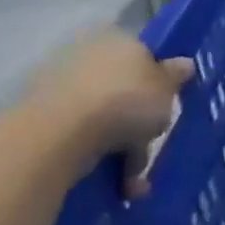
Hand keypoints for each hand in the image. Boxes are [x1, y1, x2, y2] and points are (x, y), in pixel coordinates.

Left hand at [27, 31, 193, 194]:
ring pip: (104, 117)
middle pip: (125, 89)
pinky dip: (98, 157)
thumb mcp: (167, 89)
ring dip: (122, 147)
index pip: (146, 56)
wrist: (58, 136)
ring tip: (134, 181)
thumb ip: (176, 76)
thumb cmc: (126, 101)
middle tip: (153, 144)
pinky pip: (81, 138)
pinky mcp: (40, 120)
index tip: (169, 106)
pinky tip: (114, 183)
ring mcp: (61, 88)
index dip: (161, 81)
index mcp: (121, 40)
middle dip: (140, 122)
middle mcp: (89, 57)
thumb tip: (183, 64)